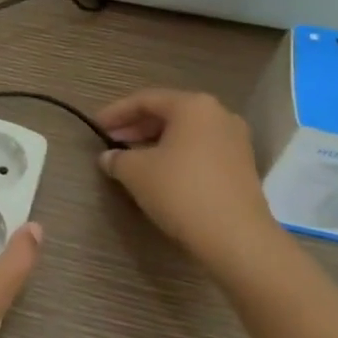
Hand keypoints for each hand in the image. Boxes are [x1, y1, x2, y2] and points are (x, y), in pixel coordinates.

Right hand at [96, 89, 278, 275]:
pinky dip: (176, 155)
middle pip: (168, 113)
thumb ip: (117, 158)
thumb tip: (109, 157)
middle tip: (111, 141)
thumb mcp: (136, 172)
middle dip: (136, 126)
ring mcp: (235, 140)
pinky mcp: (242, 166)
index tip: (95, 126)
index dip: (116, 112)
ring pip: (185, 133)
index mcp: (193, 106)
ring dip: (155, 141)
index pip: (145, 100)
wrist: (236, 237)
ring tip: (131, 158)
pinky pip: (200, 150)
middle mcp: (218, 115)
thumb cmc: (181, 192)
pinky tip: (159, 173)